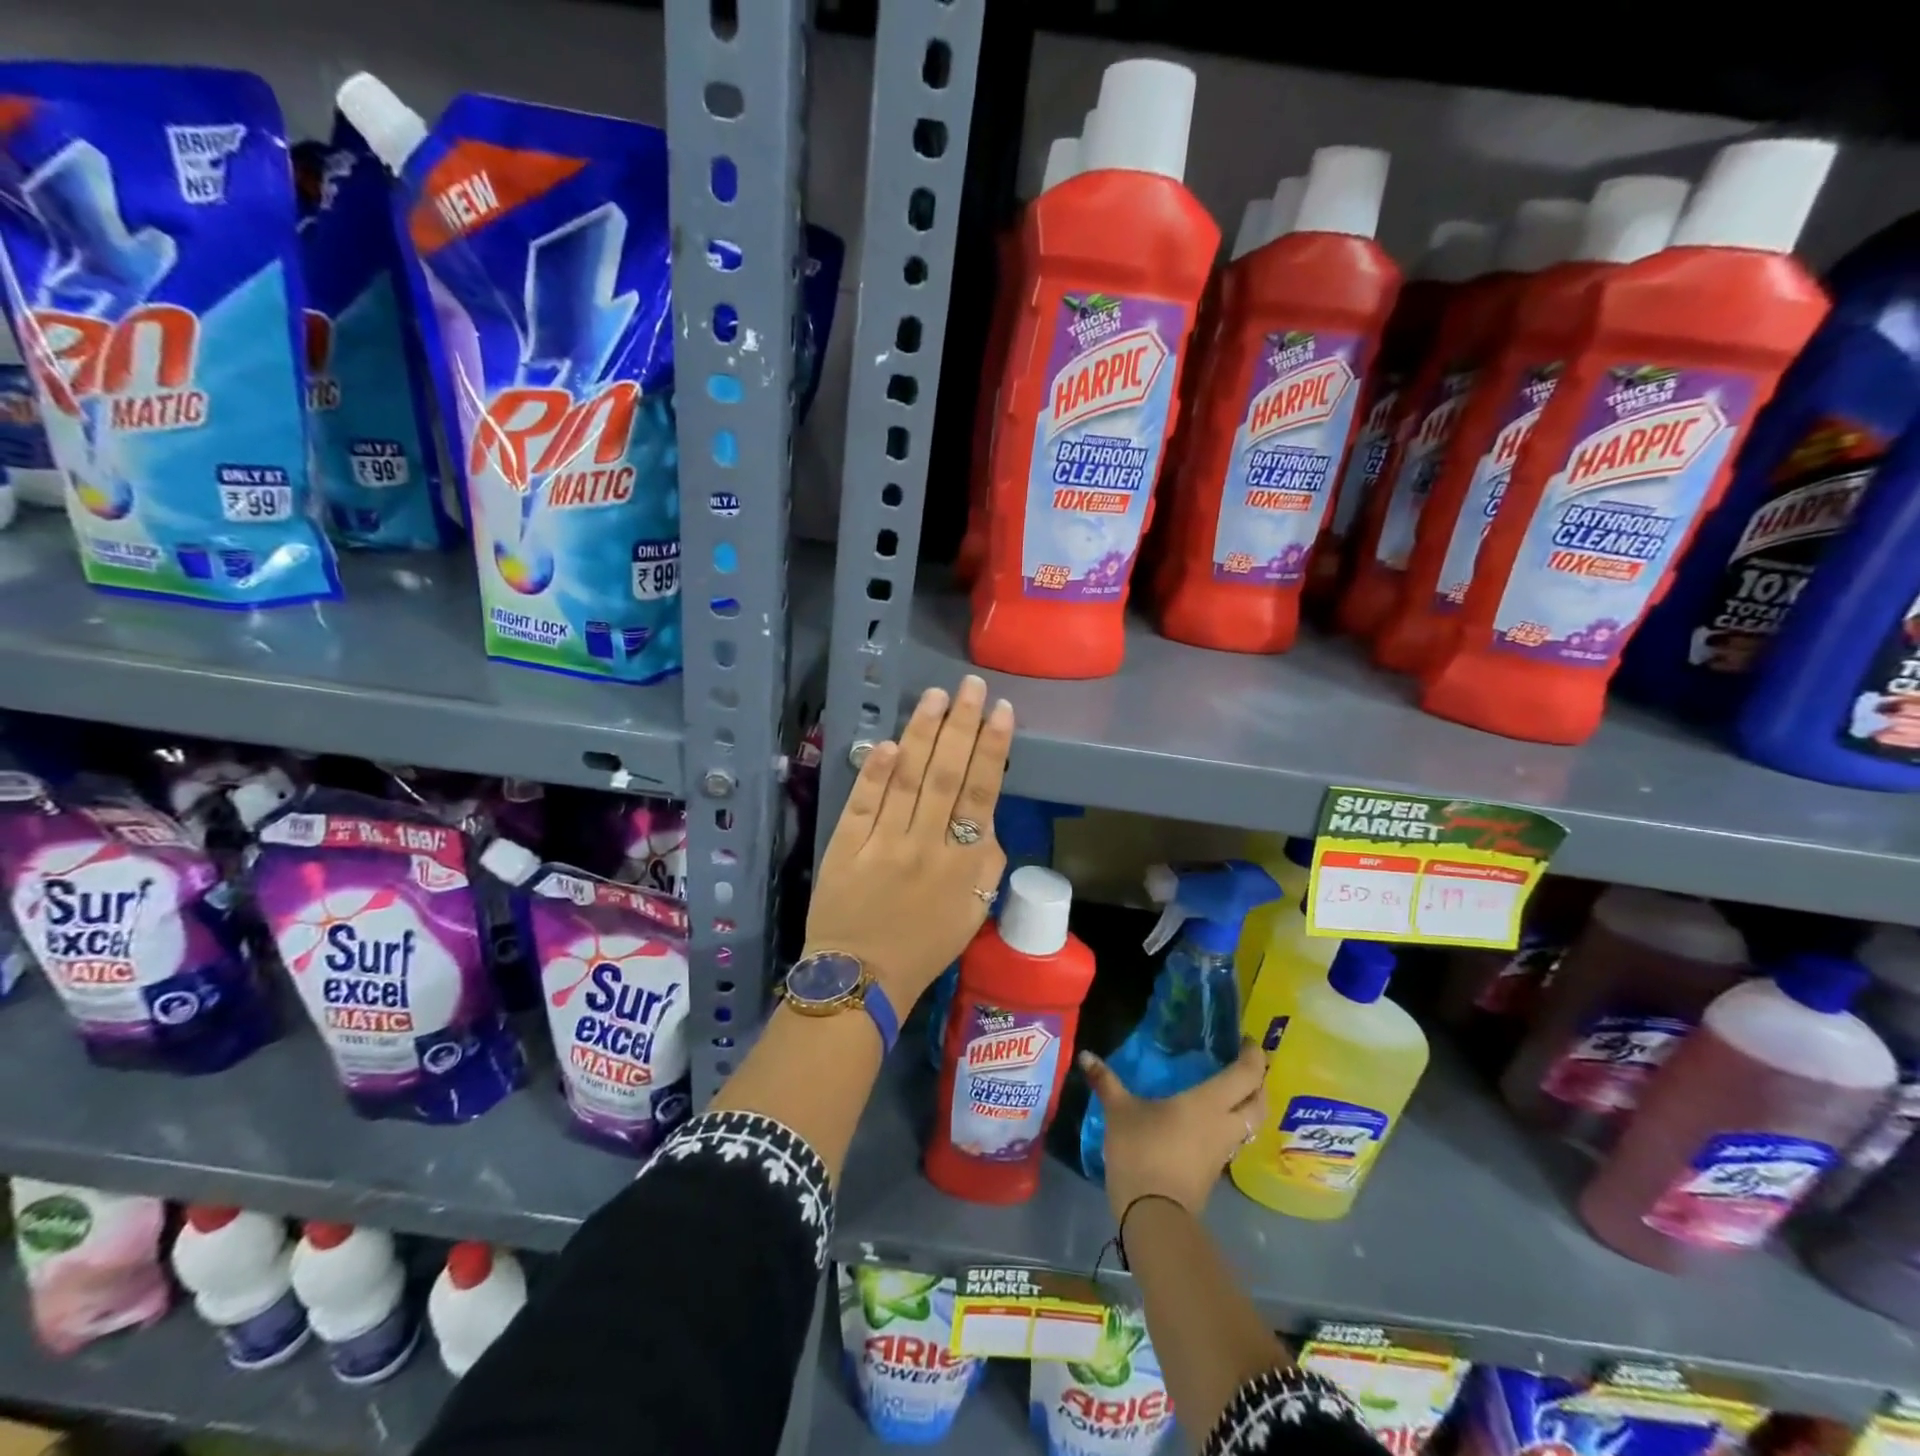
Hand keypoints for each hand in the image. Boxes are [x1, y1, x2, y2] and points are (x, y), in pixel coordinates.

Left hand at [804, 676, 1012, 1009]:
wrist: (862, 979)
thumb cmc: (925, 946)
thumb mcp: (974, 911)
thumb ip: (986, 862)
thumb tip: (984, 814)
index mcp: (964, 864)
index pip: (981, 793)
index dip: (992, 748)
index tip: (1000, 710)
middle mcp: (926, 846)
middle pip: (946, 775)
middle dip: (960, 725)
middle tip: (969, 685)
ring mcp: (883, 844)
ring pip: (907, 780)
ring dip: (921, 734)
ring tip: (934, 696)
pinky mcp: (846, 847)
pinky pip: (863, 803)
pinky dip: (875, 772)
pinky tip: (887, 743)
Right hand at [1079, 1040, 1267, 1222]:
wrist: (1153, 1214)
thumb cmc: (1142, 1151)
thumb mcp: (1119, 1112)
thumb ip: (1106, 1081)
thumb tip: (1085, 1055)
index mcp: (1209, 1102)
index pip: (1247, 1074)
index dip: (1253, 1055)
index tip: (1246, 1041)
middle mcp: (1225, 1124)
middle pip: (1259, 1101)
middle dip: (1258, 1081)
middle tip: (1243, 1064)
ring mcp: (1223, 1151)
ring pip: (1251, 1123)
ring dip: (1248, 1106)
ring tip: (1230, 1090)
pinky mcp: (1215, 1171)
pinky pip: (1234, 1140)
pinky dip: (1232, 1125)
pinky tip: (1211, 1120)